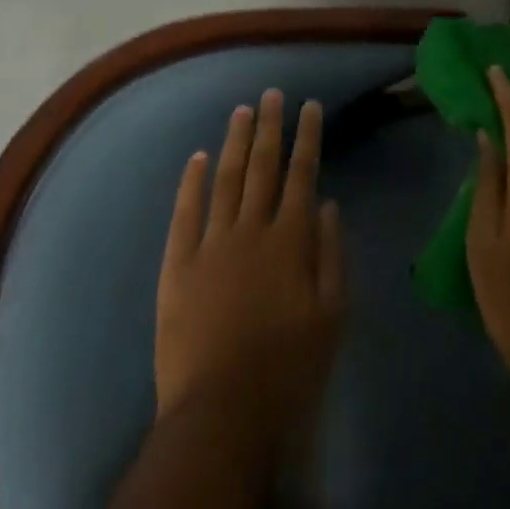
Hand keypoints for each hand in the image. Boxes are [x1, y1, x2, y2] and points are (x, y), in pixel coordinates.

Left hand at [154, 90, 344, 443]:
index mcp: (289, 239)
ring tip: (242, 111)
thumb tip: (327, 203)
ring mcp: (210, 245)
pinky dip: (190, 183)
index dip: (307, 137)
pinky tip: (195, 157)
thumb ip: (331, 255)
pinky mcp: (177, 267)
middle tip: (272, 94)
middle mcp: (251, 229)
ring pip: (225, 180)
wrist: (220, 414)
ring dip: (235, 143)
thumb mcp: (331, 317)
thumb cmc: (287, 369)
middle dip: (270, 126)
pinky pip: (184, 214)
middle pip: (263, 166)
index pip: (302, 174)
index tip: (309, 105)